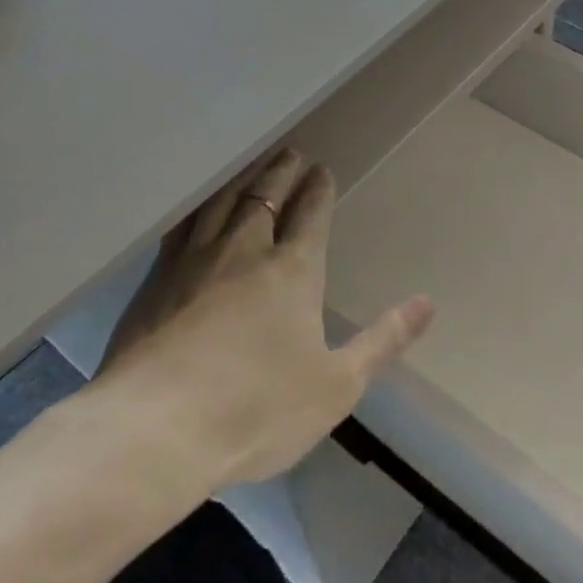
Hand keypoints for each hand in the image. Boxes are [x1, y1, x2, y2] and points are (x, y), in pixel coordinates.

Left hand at [88, 148, 434, 487]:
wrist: (155, 429)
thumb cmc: (257, 410)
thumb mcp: (337, 385)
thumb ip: (383, 340)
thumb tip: (428, 302)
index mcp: (293, 271)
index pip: (311, 215)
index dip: (319, 190)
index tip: (322, 170)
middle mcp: (244, 251)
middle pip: (266, 197)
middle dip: (281, 172)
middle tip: (290, 153)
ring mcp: (194, 261)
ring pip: (222, 202)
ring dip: (241, 180)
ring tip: (250, 166)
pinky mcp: (154, 280)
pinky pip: (179, 226)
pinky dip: (195, 207)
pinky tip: (194, 209)